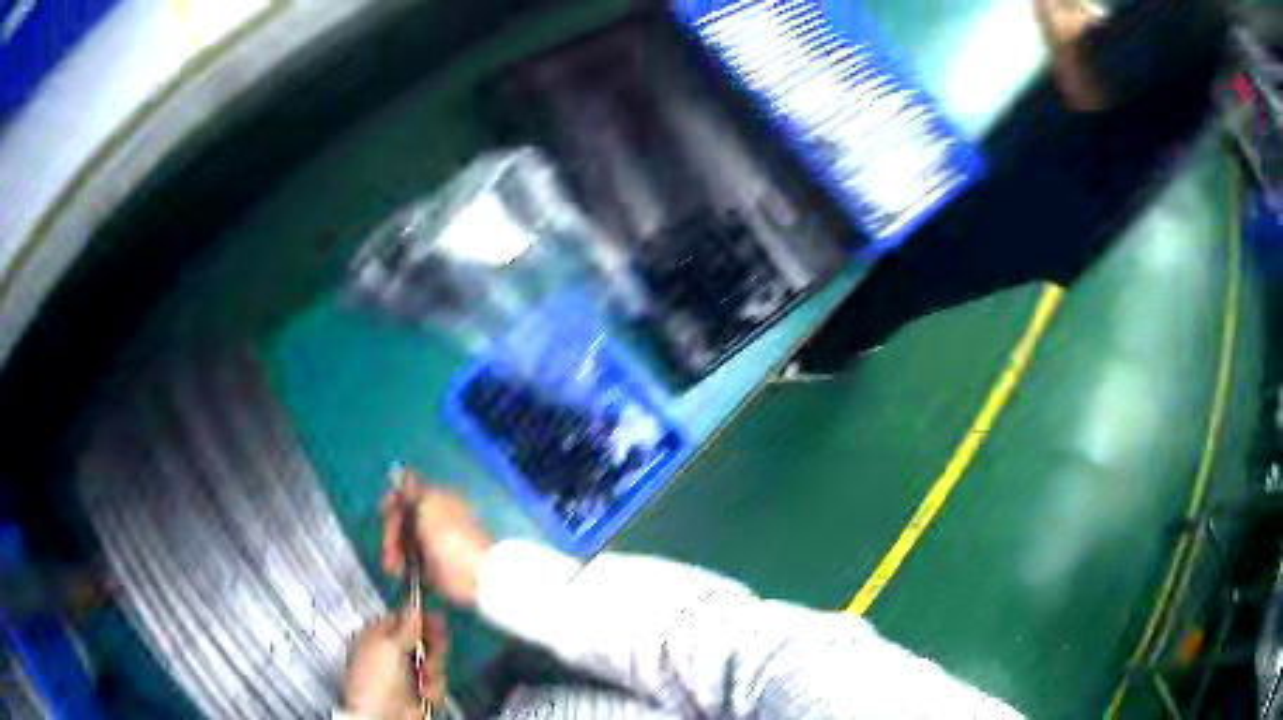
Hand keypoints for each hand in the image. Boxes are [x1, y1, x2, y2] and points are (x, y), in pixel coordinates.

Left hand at [343, 609, 447, 719]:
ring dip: (435, 671)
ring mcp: (408, 672)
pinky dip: (435, 688)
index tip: (437, 621)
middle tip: (430, 657)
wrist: (383, 717)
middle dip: (432, 649)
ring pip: (434, 661)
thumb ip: (406, 626)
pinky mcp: (421, 691)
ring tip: (425, 681)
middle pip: (423, 639)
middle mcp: (394, 652)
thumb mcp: (389, 647)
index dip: (421, 619)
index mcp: (379, 635)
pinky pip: (437, 682)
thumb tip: (414, 604)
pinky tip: (426, 693)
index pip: (404, 618)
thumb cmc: (377, 680)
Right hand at [381, 471, 493, 607]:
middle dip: (391, 533)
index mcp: (438, 500)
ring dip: (394, 552)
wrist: (475, 578)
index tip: (385, 511)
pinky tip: (399, 572)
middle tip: (391, 548)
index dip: (393, 503)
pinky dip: (402, 566)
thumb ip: (412, 489)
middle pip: (402, 520)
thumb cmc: (451, 539)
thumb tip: (398, 469)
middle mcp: (435, 520)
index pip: (407, 495)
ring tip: (394, 567)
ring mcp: (433, 545)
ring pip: (403, 542)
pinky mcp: (433, 568)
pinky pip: (409, 562)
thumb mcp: (430, 506)